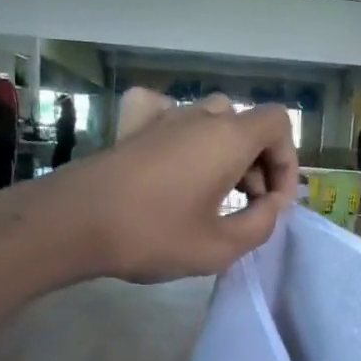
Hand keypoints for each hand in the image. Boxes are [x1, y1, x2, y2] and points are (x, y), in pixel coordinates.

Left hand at [54, 89, 297, 281]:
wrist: (74, 223)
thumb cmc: (153, 234)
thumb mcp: (220, 246)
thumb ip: (261, 225)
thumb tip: (270, 206)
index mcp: (227, 137)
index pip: (278, 123)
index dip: (286, 161)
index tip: (273, 202)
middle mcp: (199, 117)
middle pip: (246, 124)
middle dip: (259, 163)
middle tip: (248, 206)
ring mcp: (163, 118)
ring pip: (212, 119)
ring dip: (225, 151)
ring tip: (216, 192)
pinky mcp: (133, 128)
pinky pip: (169, 114)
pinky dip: (183, 132)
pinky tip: (176, 158)